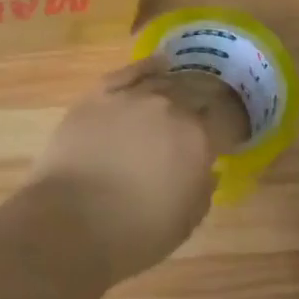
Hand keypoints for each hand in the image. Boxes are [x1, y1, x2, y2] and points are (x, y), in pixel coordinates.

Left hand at [28, 58, 246, 286]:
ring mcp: (132, 96)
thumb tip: (208, 170)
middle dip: (205, 103)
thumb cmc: (133, 234)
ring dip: (178, 87)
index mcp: (198, 138)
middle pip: (197, 93)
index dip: (230, 126)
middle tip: (205, 115)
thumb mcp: (184, 223)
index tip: (229, 134)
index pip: (225, 120)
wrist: (68, 223)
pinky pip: (130, 72)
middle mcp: (170, 107)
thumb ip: (202, 190)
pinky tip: (159, 64)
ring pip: (165, 81)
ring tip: (182, 92)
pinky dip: (147, 67)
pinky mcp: (99, 94)